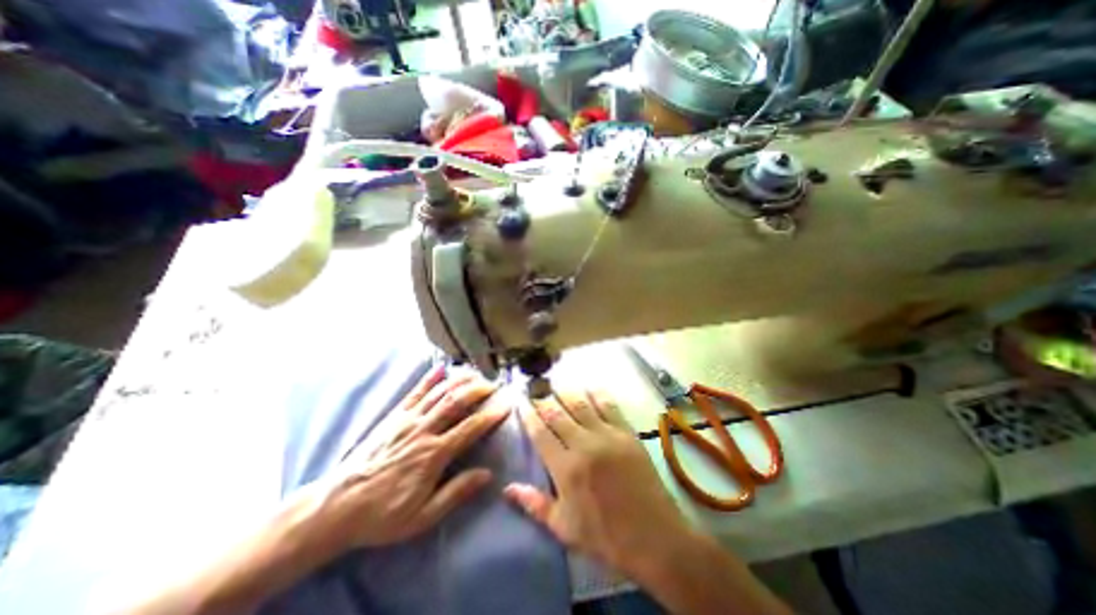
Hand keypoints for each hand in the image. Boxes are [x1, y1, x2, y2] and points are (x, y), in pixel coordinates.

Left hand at [298, 365, 505, 556]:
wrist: (336, 507)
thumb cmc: (383, 515)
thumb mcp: (422, 517)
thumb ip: (456, 493)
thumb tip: (487, 474)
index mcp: (433, 454)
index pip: (470, 428)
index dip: (490, 415)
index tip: (506, 406)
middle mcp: (423, 430)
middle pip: (456, 402)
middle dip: (478, 390)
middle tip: (494, 385)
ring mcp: (407, 420)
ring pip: (439, 393)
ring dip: (460, 381)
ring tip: (476, 375)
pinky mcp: (394, 416)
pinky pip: (415, 392)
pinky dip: (429, 378)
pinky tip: (441, 367)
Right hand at [504, 389, 692, 576]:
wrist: (654, 536)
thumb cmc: (605, 536)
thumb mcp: (564, 528)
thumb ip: (534, 504)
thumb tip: (507, 488)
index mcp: (565, 469)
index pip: (540, 434)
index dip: (529, 416)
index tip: (522, 402)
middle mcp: (584, 445)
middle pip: (558, 414)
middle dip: (544, 399)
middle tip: (535, 388)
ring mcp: (607, 435)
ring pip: (581, 405)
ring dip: (567, 392)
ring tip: (557, 383)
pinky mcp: (626, 433)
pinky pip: (609, 406)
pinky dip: (598, 394)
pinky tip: (590, 386)